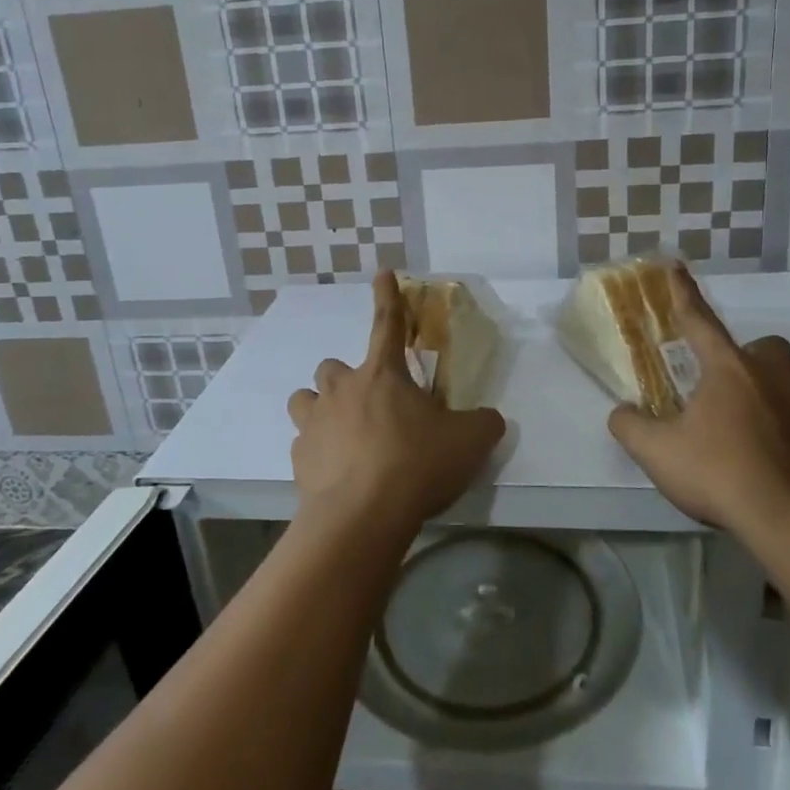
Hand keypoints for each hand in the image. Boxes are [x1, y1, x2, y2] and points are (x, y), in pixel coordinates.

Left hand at [287, 272, 506, 539]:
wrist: (363, 516)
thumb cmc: (417, 464)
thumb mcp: (469, 441)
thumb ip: (483, 423)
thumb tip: (491, 419)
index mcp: (383, 374)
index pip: (387, 323)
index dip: (387, 296)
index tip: (382, 273)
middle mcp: (342, 389)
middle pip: (333, 367)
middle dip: (348, 379)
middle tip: (370, 405)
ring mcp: (314, 422)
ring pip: (306, 399)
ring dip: (322, 409)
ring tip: (343, 433)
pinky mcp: (299, 458)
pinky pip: (304, 444)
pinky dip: (318, 452)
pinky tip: (337, 473)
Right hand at [607, 265, 789, 538]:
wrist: (789, 521)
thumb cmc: (718, 474)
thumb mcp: (656, 452)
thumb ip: (630, 425)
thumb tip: (621, 412)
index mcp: (729, 370)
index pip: (700, 321)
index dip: (684, 293)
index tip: (676, 266)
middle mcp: (776, 376)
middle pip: (770, 346)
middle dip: (754, 359)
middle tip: (734, 389)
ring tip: (775, 412)